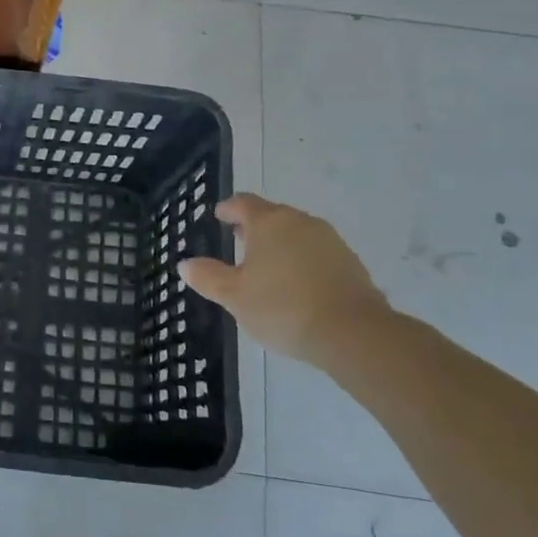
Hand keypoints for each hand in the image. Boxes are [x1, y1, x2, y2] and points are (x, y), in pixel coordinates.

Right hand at [178, 193, 391, 365]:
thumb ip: (208, 277)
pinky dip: (301, 261)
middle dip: (254, 227)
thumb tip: (185, 264)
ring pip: (296, 234)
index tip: (219, 215)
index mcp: (269, 223)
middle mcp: (301, 223)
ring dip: (279, 244)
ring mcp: (330, 241)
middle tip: (238, 241)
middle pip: (273, 216)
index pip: (244, 203)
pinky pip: (316, 253)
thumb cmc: (282, 307)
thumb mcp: (234, 296)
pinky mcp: (350, 263)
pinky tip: (295, 284)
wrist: (352, 333)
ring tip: (265, 266)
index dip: (229, 208)